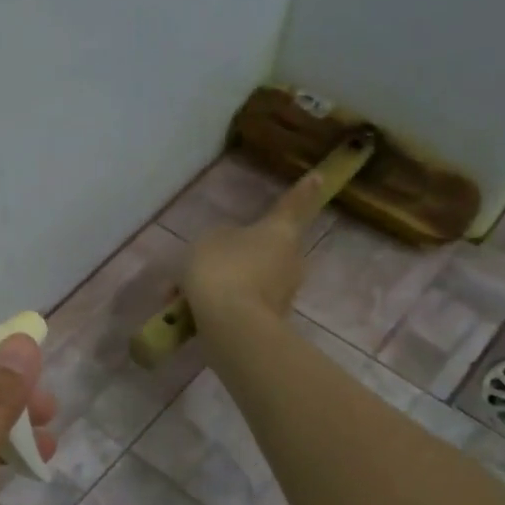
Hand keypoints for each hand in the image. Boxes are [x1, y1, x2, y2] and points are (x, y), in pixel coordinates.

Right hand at [180, 164, 335, 331]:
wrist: (232, 327)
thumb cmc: (222, 271)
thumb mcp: (208, 243)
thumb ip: (220, 240)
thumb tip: (228, 251)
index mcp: (280, 231)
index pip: (292, 206)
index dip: (303, 191)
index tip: (318, 177)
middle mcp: (290, 261)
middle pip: (266, 251)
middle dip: (238, 257)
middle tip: (206, 264)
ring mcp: (283, 294)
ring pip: (250, 282)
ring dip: (224, 286)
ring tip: (186, 296)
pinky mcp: (271, 322)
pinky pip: (243, 307)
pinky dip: (223, 308)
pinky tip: (194, 315)